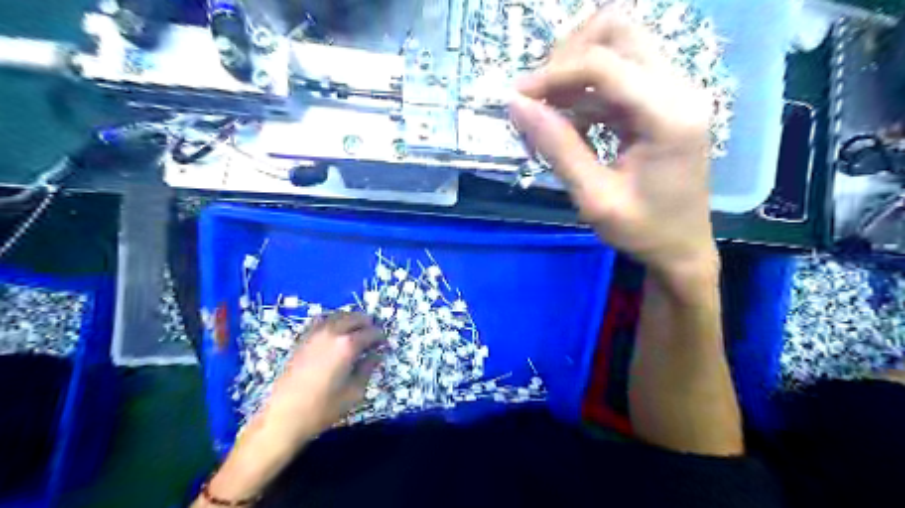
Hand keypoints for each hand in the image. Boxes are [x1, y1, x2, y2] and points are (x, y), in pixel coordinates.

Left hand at [262, 312, 380, 441]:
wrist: (284, 416)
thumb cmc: (323, 408)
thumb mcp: (354, 392)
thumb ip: (367, 369)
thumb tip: (376, 355)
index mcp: (348, 345)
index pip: (371, 332)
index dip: (380, 337)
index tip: (384, 344)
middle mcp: (332, 332)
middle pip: (355, 317)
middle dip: (367, 324)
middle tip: (373, 336)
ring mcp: (315, 333)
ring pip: (338, 315)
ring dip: (351, 320)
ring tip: (357, 333)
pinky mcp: (303, 339)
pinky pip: (323, 321)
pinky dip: (334, 322)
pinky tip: (337, 334)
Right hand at [511, 5, 718, 278]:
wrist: (682, 248)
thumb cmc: (642, 231)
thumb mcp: (594, 197)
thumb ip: (557, 147)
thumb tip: (516, 105)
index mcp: (668, 114)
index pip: (603, 63)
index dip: (552, 73)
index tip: (517, 99)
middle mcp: (679, 88)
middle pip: (617, 31)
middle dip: (567, 56)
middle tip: (539, 95)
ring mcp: (674, 90)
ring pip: (617, 46)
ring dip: (574, 71)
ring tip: (547, 111)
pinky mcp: (663, 101)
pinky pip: (618, 75)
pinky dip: (585, 90)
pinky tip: (568, 122)